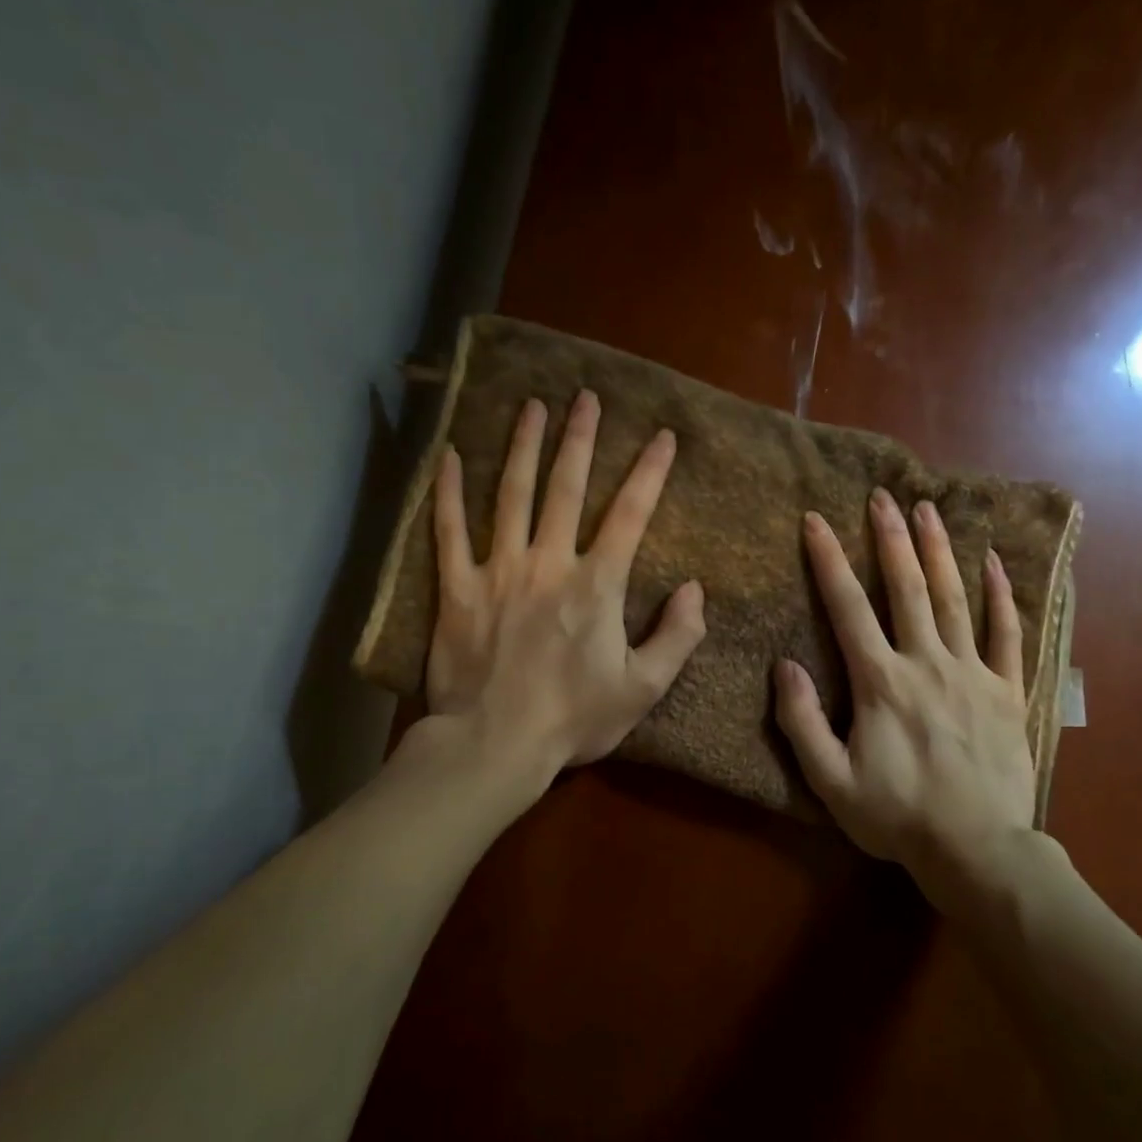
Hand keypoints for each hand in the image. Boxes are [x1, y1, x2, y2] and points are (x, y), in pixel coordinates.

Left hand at [423, 389, 706, 797]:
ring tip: (531, 406)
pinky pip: (448, 531)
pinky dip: (447, 492)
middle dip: (579, 439)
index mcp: (596, 584)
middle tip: (585, 397)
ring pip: (510, 495)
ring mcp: (497, 571)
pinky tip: (450, 456)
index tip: (663, 435)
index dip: (650, 472)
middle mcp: (548, 563)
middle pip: (565, 488)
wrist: (494, 745)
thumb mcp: (643, 688)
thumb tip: (694, 588)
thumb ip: (677, 636)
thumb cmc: (573, 719)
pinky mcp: (455, 589)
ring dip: (523, 446)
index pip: (630, 514)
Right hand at [773, 489, 1061, 895]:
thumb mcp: (830, 781)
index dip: (829, 561)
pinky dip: (1002, 596)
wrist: (976, 849)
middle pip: (906, 588)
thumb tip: (785, 666)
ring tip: (929, 509)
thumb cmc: (897, 817)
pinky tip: (996, 563)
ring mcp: (973, 673)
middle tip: (883, 495)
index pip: (848, 608)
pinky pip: (1008, 634)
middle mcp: (927, 663)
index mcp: (881, 682)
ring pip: (954, 599)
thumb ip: (802, 722)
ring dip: (940, 551)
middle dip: (891, 538)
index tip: (815, 521)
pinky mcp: (1008, 690)